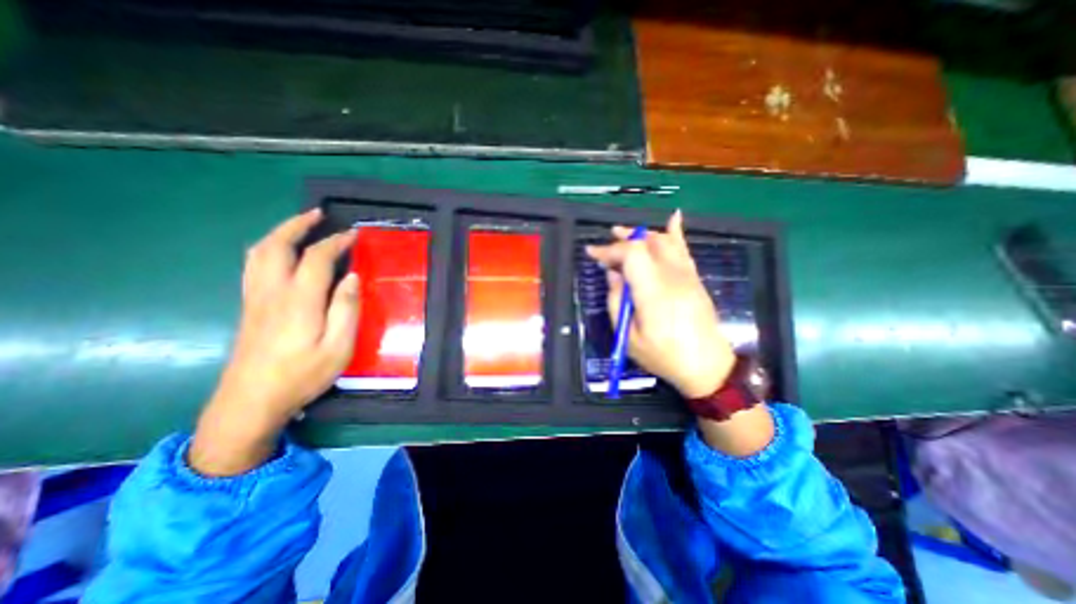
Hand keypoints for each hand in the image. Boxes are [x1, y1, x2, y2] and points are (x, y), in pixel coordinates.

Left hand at [188, 210, 360, 479]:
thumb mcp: (338, 347)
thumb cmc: (303, 375)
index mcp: (299, 301)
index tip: (354, 234)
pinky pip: (254, 265)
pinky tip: (281, 253)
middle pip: (277, 245)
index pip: (316, 258)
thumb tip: (353, 277)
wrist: (251, 402)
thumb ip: (346, 309)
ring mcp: (255, 298)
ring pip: (259, 252)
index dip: (336, 242)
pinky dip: (268, 249)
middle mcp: (272, 292)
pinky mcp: (249, 307)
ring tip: (300, 225)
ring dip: (280, 233)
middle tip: (318, 214)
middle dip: (297, 225)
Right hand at [587, 212, 774, 457]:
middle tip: (605, 245)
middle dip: (622, 240)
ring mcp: (687, 276)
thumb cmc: (664, 357)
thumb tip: (613, 275)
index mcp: (653, 292)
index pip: (631, 255)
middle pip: (646, 244)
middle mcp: (672, 277)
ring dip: (642, 234)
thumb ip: (617, 303)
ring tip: (624, 232)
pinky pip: (684, 249)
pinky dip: (675, 232)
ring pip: (664, 242)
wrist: (708, 366)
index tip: (593, 254)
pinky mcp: (695, 279)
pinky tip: (673, 218)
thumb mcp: (629, 338)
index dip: (610, 250)